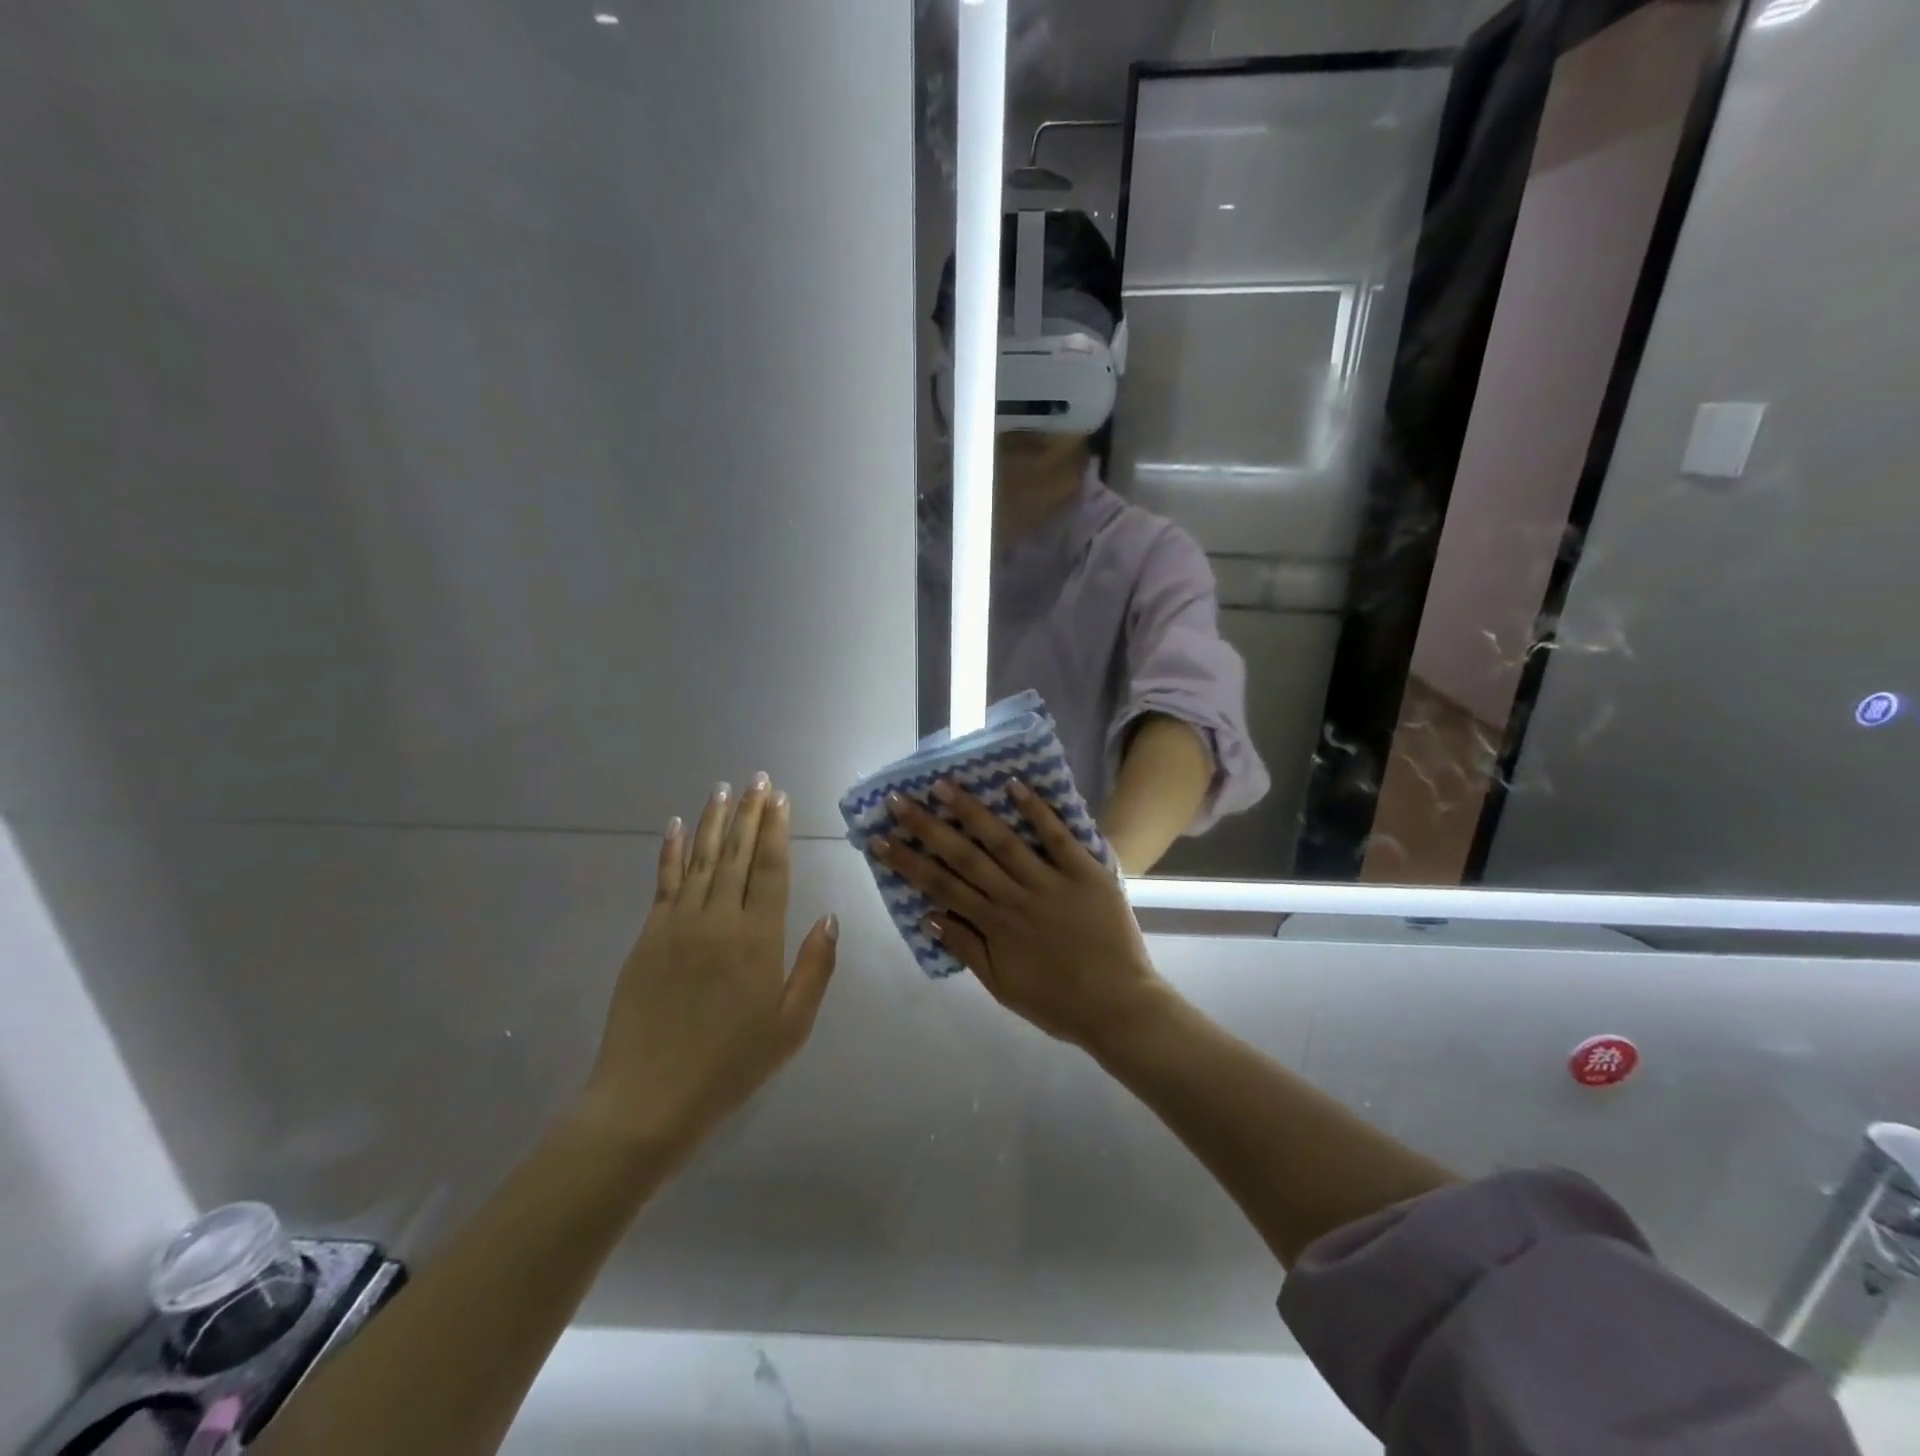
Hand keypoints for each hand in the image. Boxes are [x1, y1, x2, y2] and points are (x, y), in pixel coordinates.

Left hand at [577, 775, 838, 1157]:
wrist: (649, 1099)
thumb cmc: (731, 1065)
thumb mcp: (792, 1026)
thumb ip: (815, 968)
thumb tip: (831, 917)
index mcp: (759, 939)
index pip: (771, 869)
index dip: (776, 830)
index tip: (780, 798)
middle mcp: (720, 919)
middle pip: (737, 854)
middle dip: (749, 813)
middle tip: (757, 779)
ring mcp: (679, 924)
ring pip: (700, 859)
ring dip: (713, 821)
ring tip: (722, 789)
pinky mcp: (649, 936)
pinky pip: (663, 882)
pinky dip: (669, 851)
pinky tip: (673, 826)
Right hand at [874, 780, 1167, 1053]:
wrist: (1120, 1007)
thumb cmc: (1058, 1002)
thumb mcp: (1003, 987)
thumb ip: (968, 950)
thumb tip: (930, 917)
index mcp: (994, 925)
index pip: (940, 886)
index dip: (907, 861)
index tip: (880, 838)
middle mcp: (1014, 897)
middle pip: (963, 856)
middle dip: (927, 826)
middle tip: (898, 799)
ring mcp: (1050, 881)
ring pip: (1003, 840)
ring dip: (971, 811)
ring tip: (943, 785)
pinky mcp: (1085, 872)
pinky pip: (1057, 837)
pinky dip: (1036, 810)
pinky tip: (1013, 784)